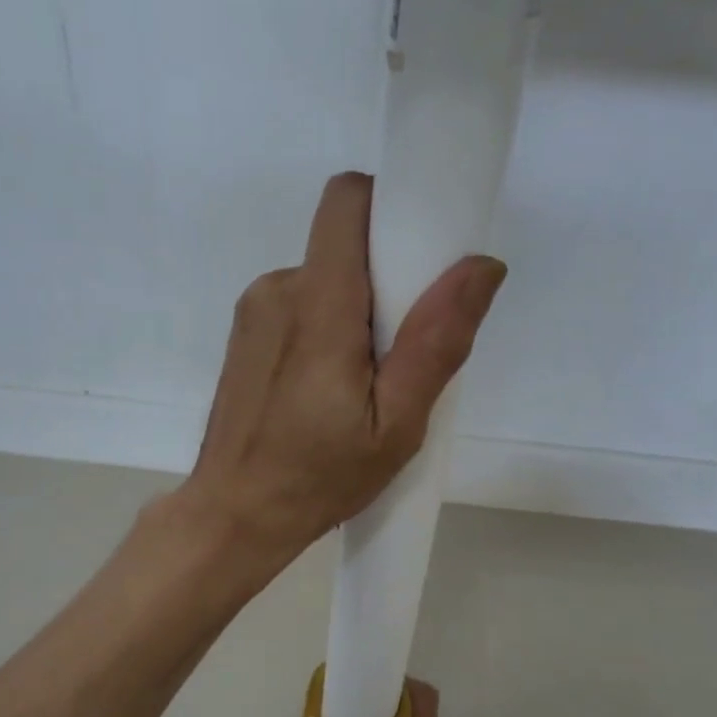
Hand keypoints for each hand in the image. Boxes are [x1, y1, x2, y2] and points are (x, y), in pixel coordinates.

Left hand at [184, 172, 506, 562]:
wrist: (234, 515)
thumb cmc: (318, 477)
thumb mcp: (396, 425)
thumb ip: (437, 342)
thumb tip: (481, 265)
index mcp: (318, 304)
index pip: (347, 201)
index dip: (388, 208)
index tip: (420, 256)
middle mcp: (278, 289)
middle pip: (345, 246)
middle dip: (384, 281)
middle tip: (399, 355)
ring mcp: (255, 311)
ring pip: (326, 280)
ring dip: (356, 314)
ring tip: (362, 387)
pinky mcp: (246, 334)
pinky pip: (301, 305)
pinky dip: (327, 329)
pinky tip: (327, 391)